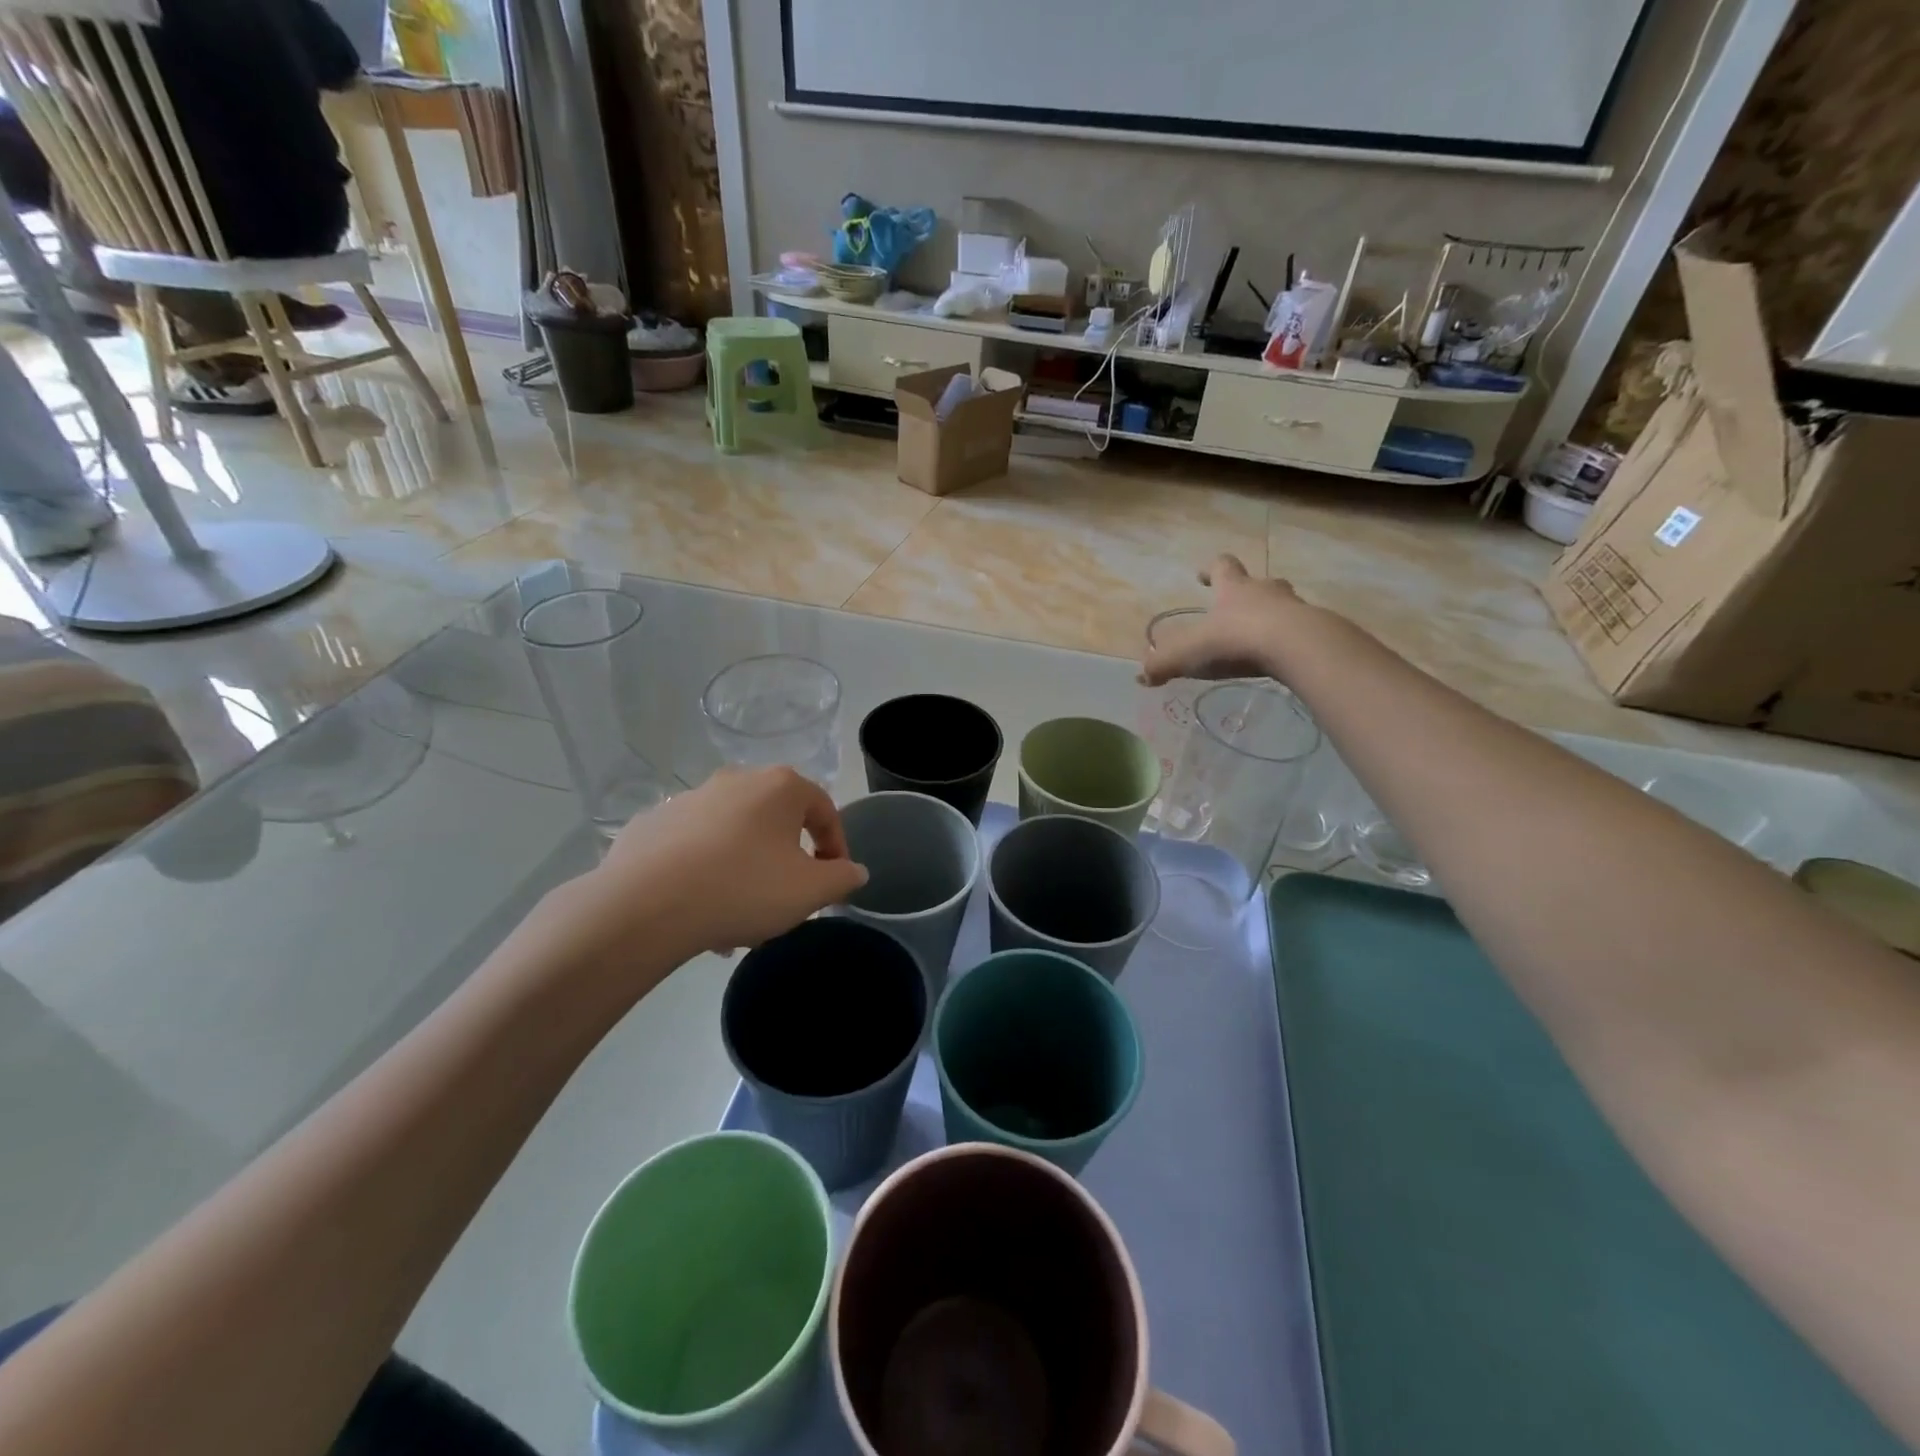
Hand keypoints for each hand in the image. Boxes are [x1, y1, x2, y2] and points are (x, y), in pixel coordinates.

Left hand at [568, 767, 869, 964]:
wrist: (645, 905)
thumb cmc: (743, 888)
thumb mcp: (810, 891)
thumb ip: (842, 878)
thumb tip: (855, 870)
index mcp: (780, 787)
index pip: (824, 810)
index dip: (836, 847)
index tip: (833, 880)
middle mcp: (736, 780)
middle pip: (776, 822)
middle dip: (786, 860)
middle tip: (787, 899)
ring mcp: (689, 799)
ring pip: (733, 836)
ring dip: (746, 870)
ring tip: (740, 918)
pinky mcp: (652, 823)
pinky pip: (693, 847)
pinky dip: (705, 871)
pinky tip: (700, 909)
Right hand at [1140, 554, 1304, 686]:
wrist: (1295, 647)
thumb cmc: (1236, 640)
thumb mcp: (1189, 653)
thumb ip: (1163, 664)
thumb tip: (1142, 676)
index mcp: (1233, 589)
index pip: (1221, 567)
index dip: (1210, 569)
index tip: (1203, 575)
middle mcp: (1265, 591)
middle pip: (1259, 582)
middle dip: (1248, 591)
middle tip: (1238, 605)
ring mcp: (1295, 608)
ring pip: (1284, 604)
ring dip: (1274, 614)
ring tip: (1263, 634)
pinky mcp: (1316, 631)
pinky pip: (1302, 631)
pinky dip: (1292, 640)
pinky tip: (1285, 657)